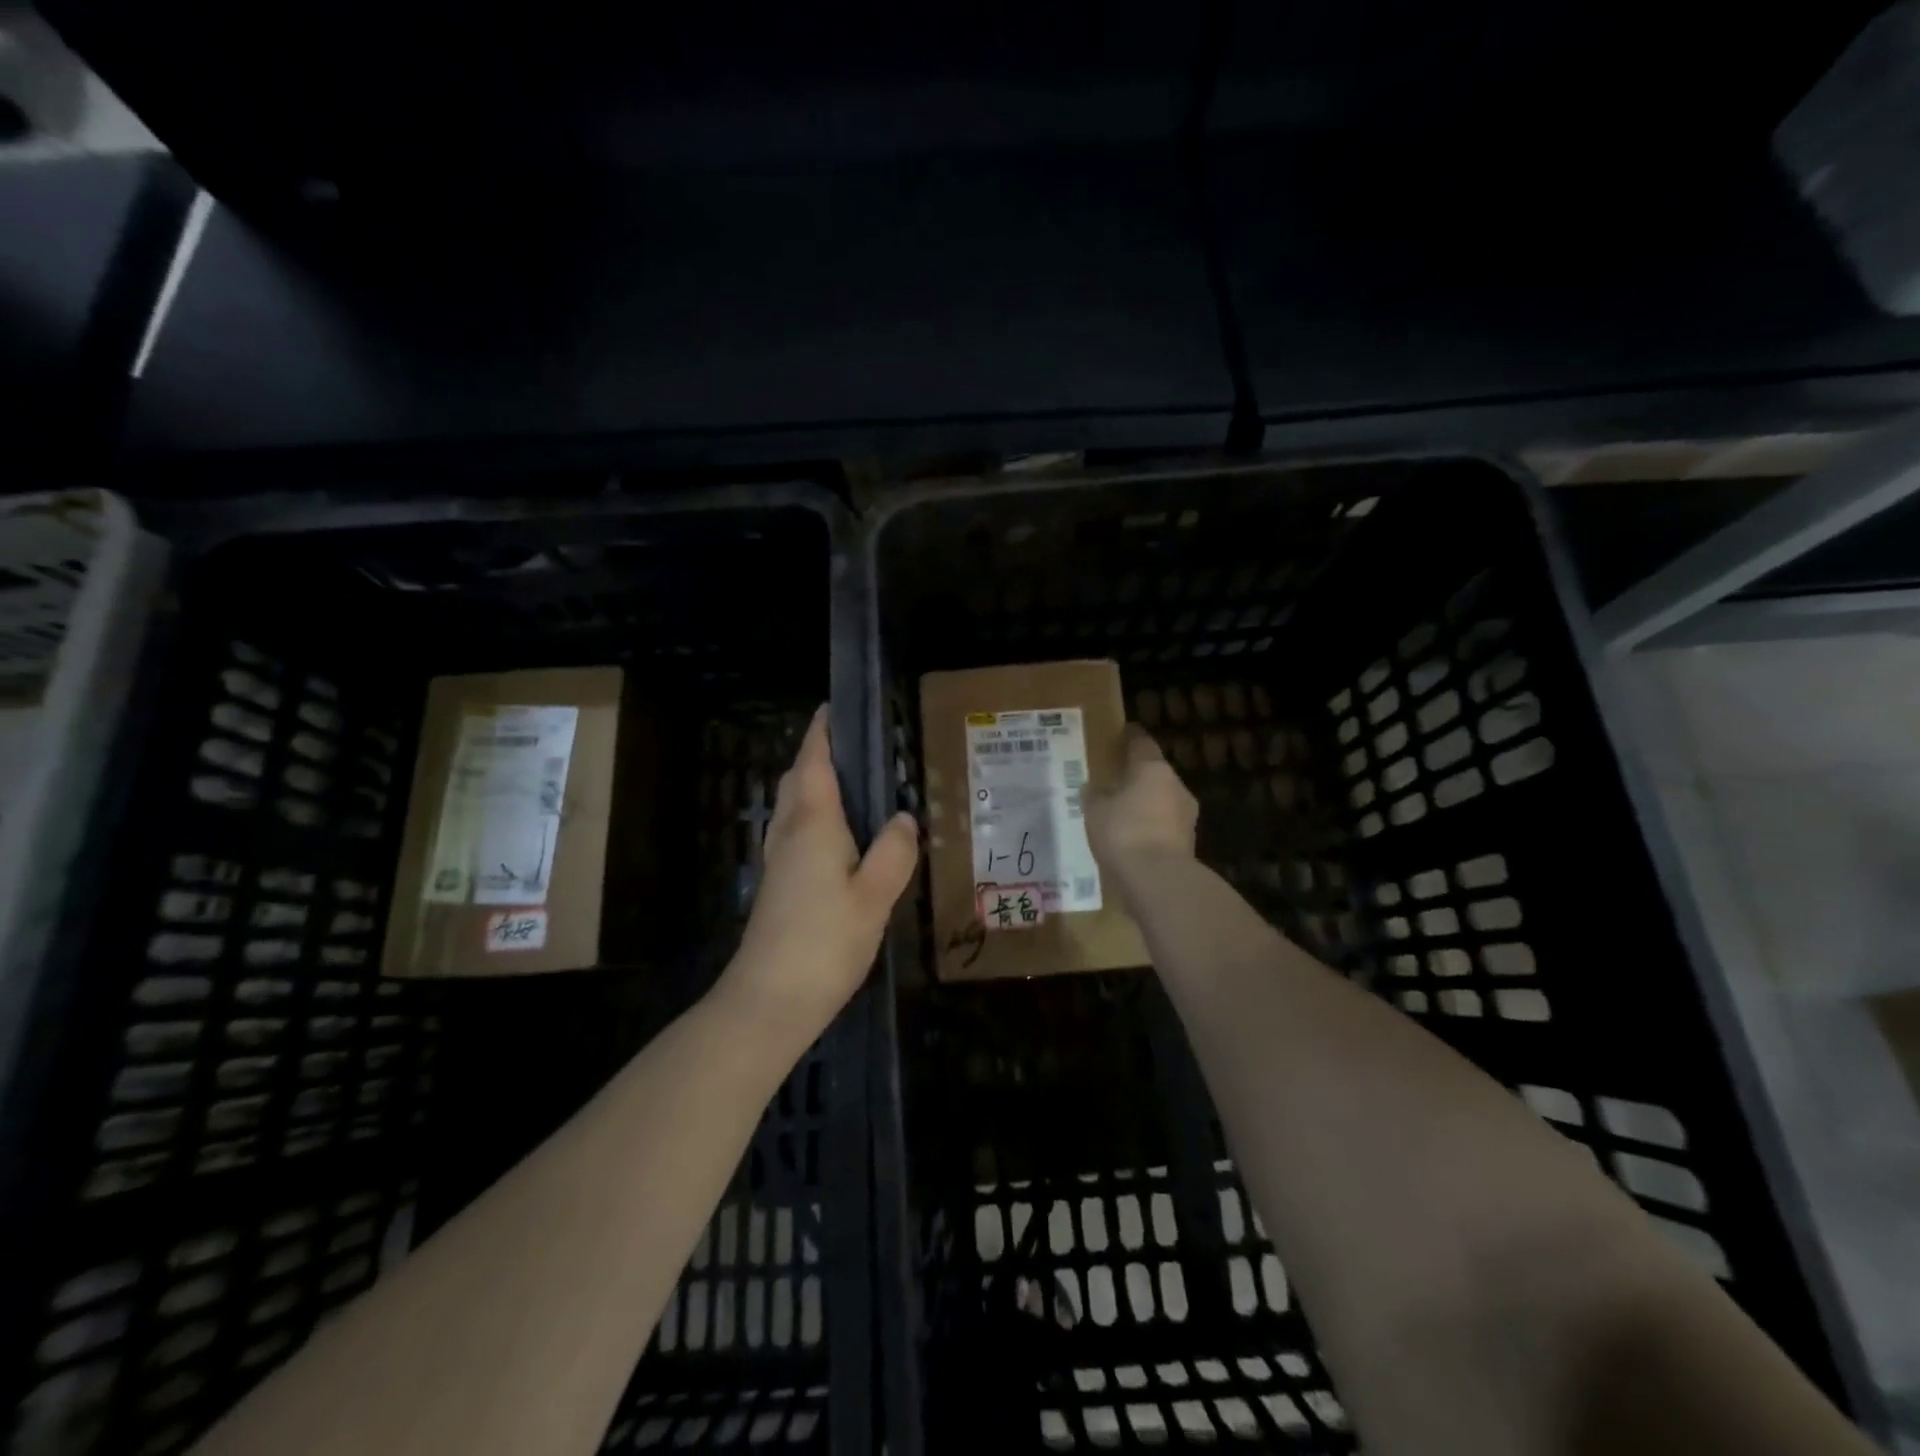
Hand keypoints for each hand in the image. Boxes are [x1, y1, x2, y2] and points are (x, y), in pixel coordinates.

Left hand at [718, 705, 919, 1045]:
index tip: (835, 707)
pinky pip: (795, 830)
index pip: (814, 762)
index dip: (822, 732)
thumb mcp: (875, 897)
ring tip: (852, 783)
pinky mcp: (778, 884)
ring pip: (793, 805)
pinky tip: (839, 835)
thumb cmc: (825, 942)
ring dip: (813, 783)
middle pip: (799, 778)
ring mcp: (778, 859)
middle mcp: (789, 832)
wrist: (769, 1000)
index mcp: (813, 824)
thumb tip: (903, 817)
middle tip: (855, 745)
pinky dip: (814, 814)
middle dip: (818, 754)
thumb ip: (894, 852)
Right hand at [1086, 725, 1198, 888]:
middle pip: (1155, 773)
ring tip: (1122, 813)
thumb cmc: (1123, 832)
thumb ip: (1095, 795)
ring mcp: (1187, 815)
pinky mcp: (1188, 842)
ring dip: (1145, 804)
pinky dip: (1150, 827)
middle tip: (1116, 780)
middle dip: (1137, 776)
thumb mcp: (1095, 811)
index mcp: (1153, 769)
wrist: (1158, 879)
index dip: (1131, 737)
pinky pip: (1164, 826)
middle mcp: (1176, 785)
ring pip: (1162, 801)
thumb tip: (1095, 788)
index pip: (1142, 743)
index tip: (1123, 732)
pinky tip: (1133, 838)